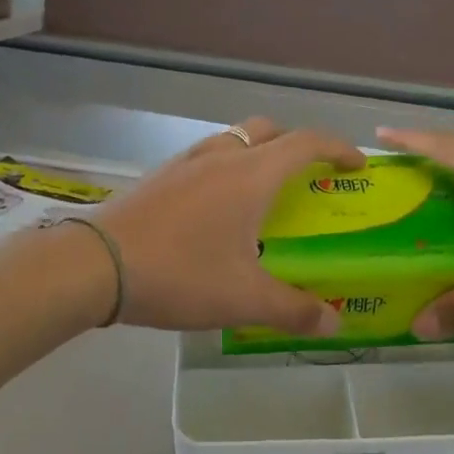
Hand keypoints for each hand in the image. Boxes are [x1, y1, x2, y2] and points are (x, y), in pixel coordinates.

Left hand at [97, 118, 361, 334]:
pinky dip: (225, 169)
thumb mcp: (243, 299)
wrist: (95, 266)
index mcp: (251, 176)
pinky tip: (215, 210)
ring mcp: (184, 163)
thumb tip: (333, 322)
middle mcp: (220, 157)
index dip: (338, 148)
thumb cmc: (180, 274)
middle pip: (268, 130)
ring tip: (262, 193)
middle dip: (296, 145)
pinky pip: (204, 158)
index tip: (357, 165)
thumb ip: (294, 309)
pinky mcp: (158, 177)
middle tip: (309, 177)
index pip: (306, 143)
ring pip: (232, 140)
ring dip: (256, 154)